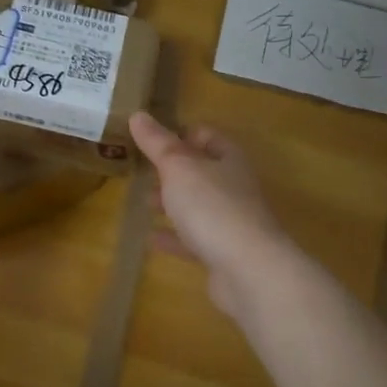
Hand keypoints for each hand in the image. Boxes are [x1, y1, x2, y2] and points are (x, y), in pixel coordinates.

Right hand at [130, 112, 294, 318]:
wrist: (248, 271)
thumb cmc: (212, 207)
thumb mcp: (179, 168)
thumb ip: (157, 143)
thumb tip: (138, 114)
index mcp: (229, 160)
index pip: (208, 136)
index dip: (183, 134)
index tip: (153, 140)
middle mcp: (234, 187)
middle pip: (203, 172)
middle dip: (174, 171)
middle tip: (143, 172)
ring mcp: (232, 222)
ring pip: (198, 206)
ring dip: (173, 203)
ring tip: (144, 202)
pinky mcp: (224, 254)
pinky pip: (194, 240)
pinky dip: (174, 237)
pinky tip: (151, 238)